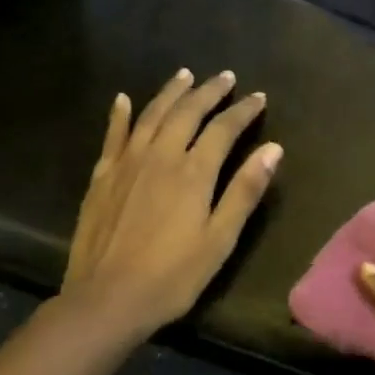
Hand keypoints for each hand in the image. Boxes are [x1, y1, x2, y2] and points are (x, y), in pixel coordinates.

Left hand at [62, 69, 282, 340]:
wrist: (106, 299)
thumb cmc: (172, 276)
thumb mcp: (219, 239)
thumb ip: (245, 191)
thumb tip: (273, 149)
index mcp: (193, 172)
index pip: (224, 128)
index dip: (243, 111)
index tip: (258, 97)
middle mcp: (160, 156)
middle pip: (187, 112)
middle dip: (209, 92)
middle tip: (225, 77)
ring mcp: (127, 163)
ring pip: (152, 115)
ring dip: (171, 93)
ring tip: (185, 75)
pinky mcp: (102, 176)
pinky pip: (113, 135)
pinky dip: (121, 114)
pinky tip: (124, 99)